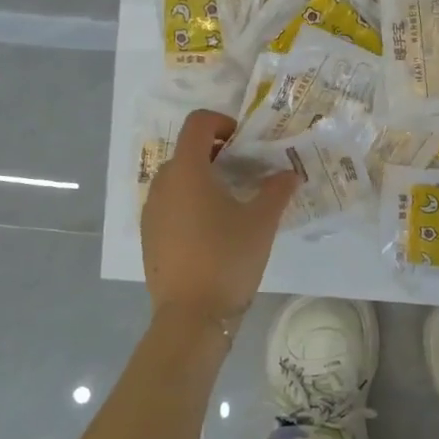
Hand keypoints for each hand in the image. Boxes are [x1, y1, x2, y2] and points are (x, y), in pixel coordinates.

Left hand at [141, 110, 298, 335]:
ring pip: (177, 179)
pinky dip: (189, 202)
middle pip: (187, 151)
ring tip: (231, 202)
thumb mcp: (261, 222)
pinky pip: (169, 204)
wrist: (191, 316)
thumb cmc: (228, 258)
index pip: (198, 124)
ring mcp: (151, 211)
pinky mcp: (149, 236)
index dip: (222, 122)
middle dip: (216, 153)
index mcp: (188, 171)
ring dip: (203, 179)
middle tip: (245, 172)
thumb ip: (276, 190)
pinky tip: (212, 230)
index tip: (244, 142)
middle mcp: (162, 184)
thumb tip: (289, 173)